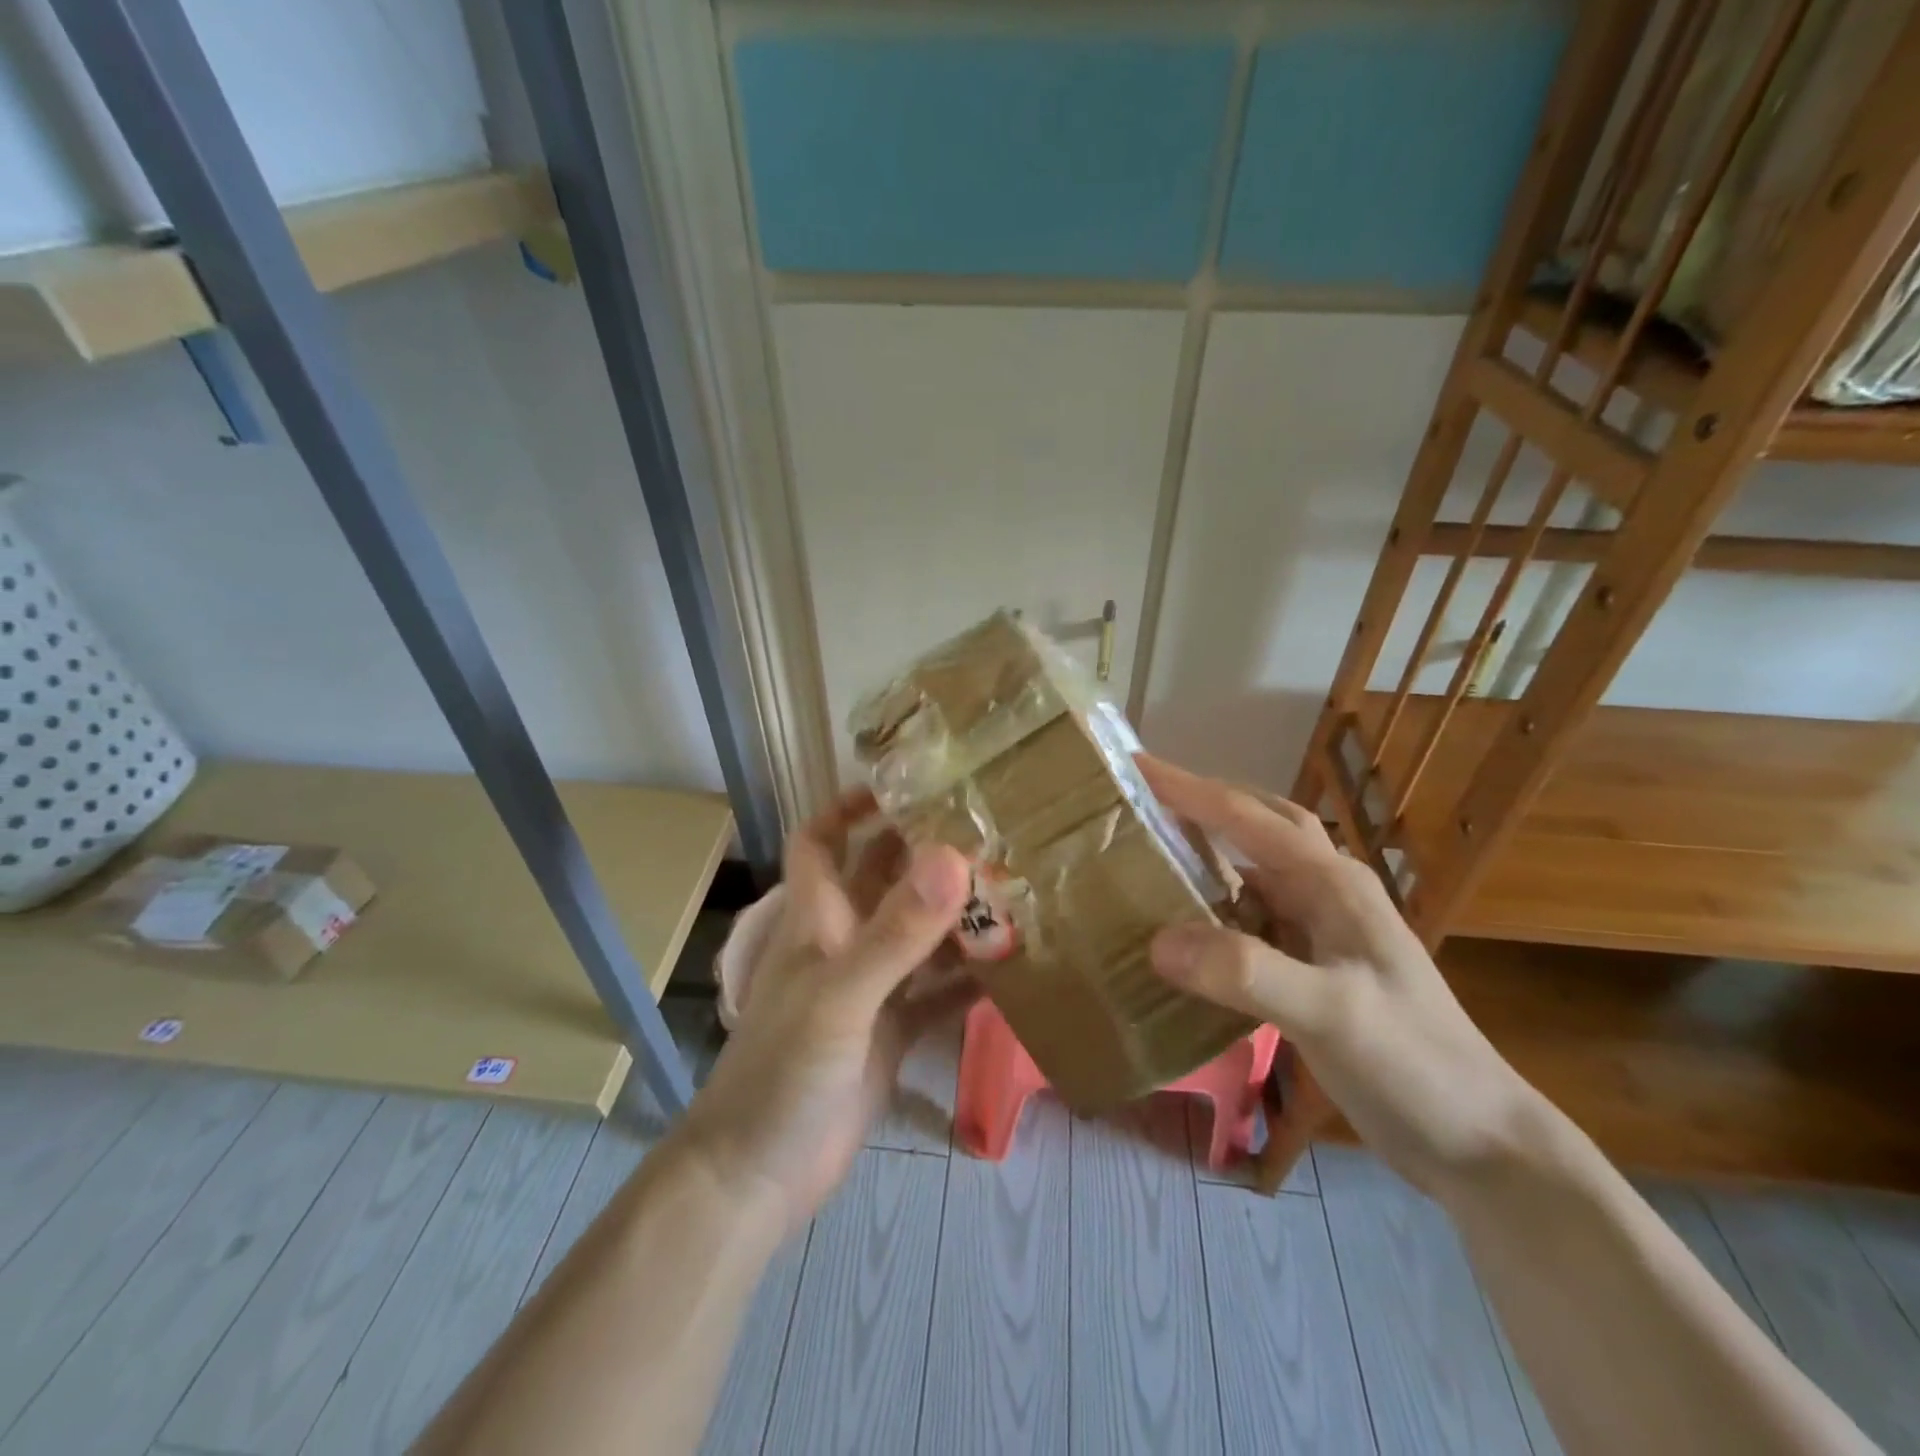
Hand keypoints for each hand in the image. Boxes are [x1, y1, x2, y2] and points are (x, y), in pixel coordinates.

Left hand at [680, 790, 973, 1234]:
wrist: (760, 1177)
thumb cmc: (784, 1072)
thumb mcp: (841, 996)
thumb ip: (896, 932)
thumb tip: (952, 858)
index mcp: (818, 918)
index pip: (821, 840)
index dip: (850, 807)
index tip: (905, 785)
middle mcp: (844, 943)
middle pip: (882, 879)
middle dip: (925, 853)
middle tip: (989, 830)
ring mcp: (870, 989)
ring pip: (917, 935)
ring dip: (957, 916)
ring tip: (1017, 889)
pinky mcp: (891, 1032)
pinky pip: (937, 993)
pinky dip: (968, 980)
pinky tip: (1014, 969)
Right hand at [1140, 756, 1540, 1196]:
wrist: (1478, 1140)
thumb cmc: (1414, 1063)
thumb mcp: (1330, 1014)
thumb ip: (1245, 972)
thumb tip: (1156, 940)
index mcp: (1332, 882)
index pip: (1246, 816)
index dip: (1186, 788)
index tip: (1132, 764)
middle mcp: (1327, 892)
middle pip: (1258, 824)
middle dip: (1203, 802)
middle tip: (1144, 797)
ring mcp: (1324, 929)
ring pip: (1255, 869)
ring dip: (1210, 850)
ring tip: (1155, 850)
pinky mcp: (1315, 966)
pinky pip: (1253, 917)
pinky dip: (1216, 906)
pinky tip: (1187, 926)